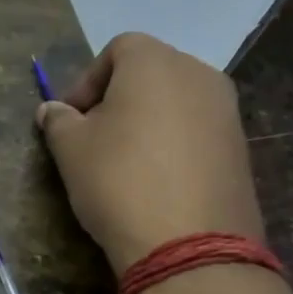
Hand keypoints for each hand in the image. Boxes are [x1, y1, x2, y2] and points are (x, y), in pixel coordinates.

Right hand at [36, 33, 263, 273]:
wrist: (188, 244)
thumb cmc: (118, 181)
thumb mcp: (70, 150)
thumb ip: (58, 121)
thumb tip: (52, 110)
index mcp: (155, 62)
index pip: (118, 49)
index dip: (87, 80)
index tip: (70, 118)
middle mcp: (199, 74)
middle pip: (150, 73)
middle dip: (117, 99)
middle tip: (93, 138)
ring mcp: (227, 111)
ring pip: (176, 103)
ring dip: (146, 122)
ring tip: (124, 163)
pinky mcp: (240, 148)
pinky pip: (196, 132)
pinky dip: (173, 145)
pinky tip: (155, 182)